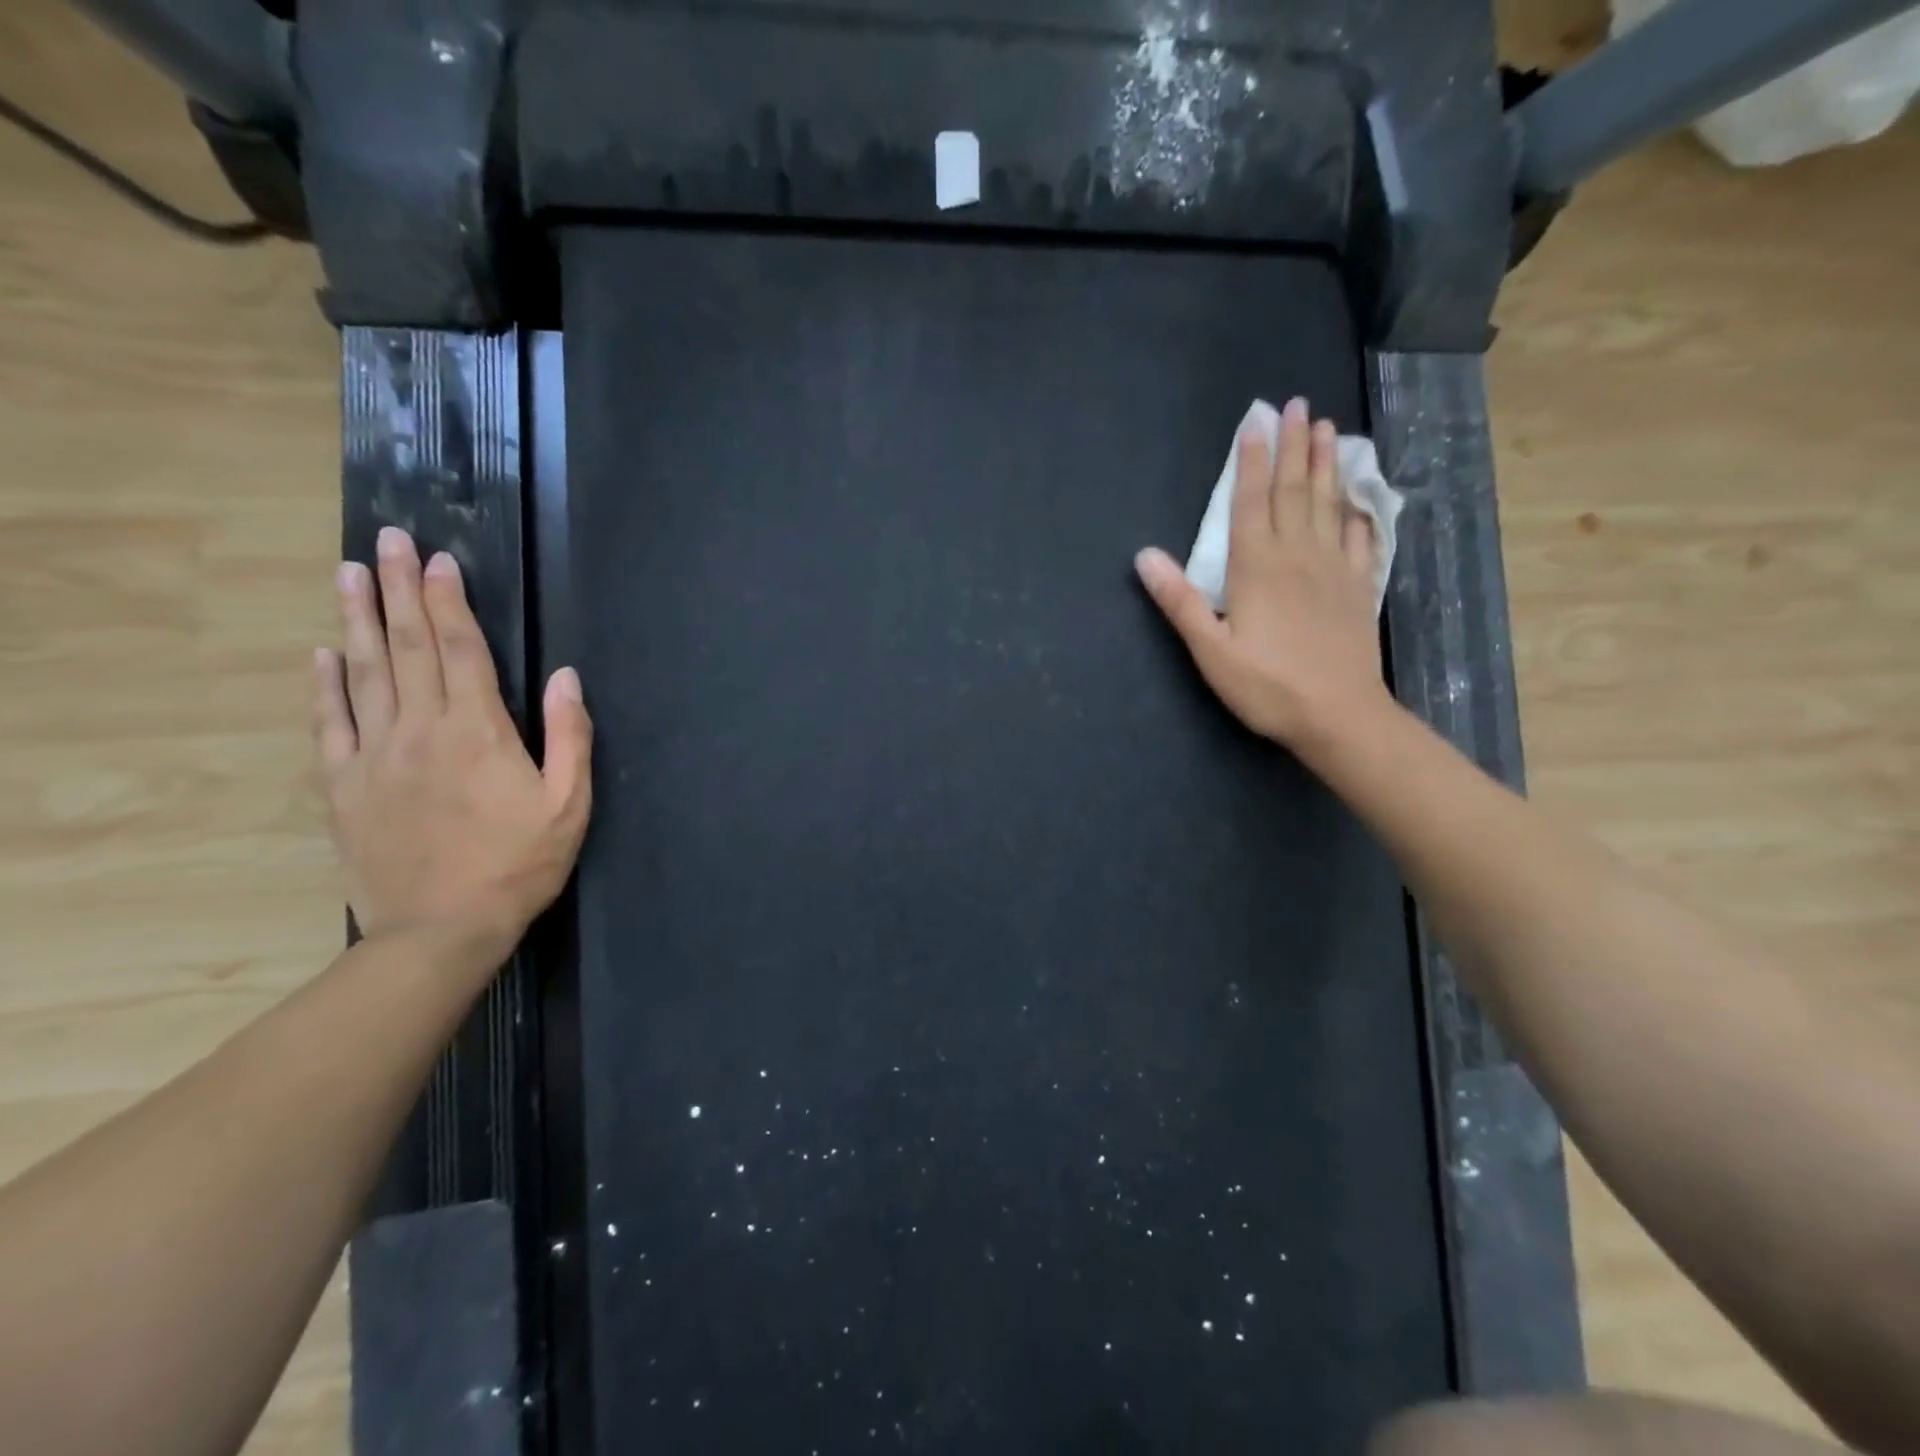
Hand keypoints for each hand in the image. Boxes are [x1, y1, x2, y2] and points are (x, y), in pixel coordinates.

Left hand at [313, 527, 592, 950]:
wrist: (441, 928)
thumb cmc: (519, 864)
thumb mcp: (569, 803)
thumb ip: (569, 735)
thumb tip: (565, 677)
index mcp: (478, 730)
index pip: (461, 650)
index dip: (449, 602)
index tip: (439, 561)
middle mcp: (420, 729)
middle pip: (408, 647)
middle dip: (398, 590)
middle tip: (388, 541)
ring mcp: (375, 755)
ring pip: (363, 673)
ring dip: (357, 620)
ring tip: (350, 574)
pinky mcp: (345, 786)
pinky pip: (331, 724)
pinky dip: (325, 685)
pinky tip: (322, 655)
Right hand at [1135, 397, 1393, 751]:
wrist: (1338, 715)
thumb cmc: (1267, 686)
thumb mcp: (1210, 650)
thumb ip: (1179, 600)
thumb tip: (1144, 556)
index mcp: (1257, 567)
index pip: (1251, 503)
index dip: (1252, 461)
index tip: (1256, 422)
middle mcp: (1298, 555)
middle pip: (1295, 491)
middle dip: (1293, 446)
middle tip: (1298, 405)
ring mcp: (1335, 568)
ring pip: (1330, 504)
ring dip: (1326, 464)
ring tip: (1327, 429)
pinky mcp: (1360, 587)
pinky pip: (1362, 537)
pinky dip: (1360, 510)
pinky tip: (1360, 496)